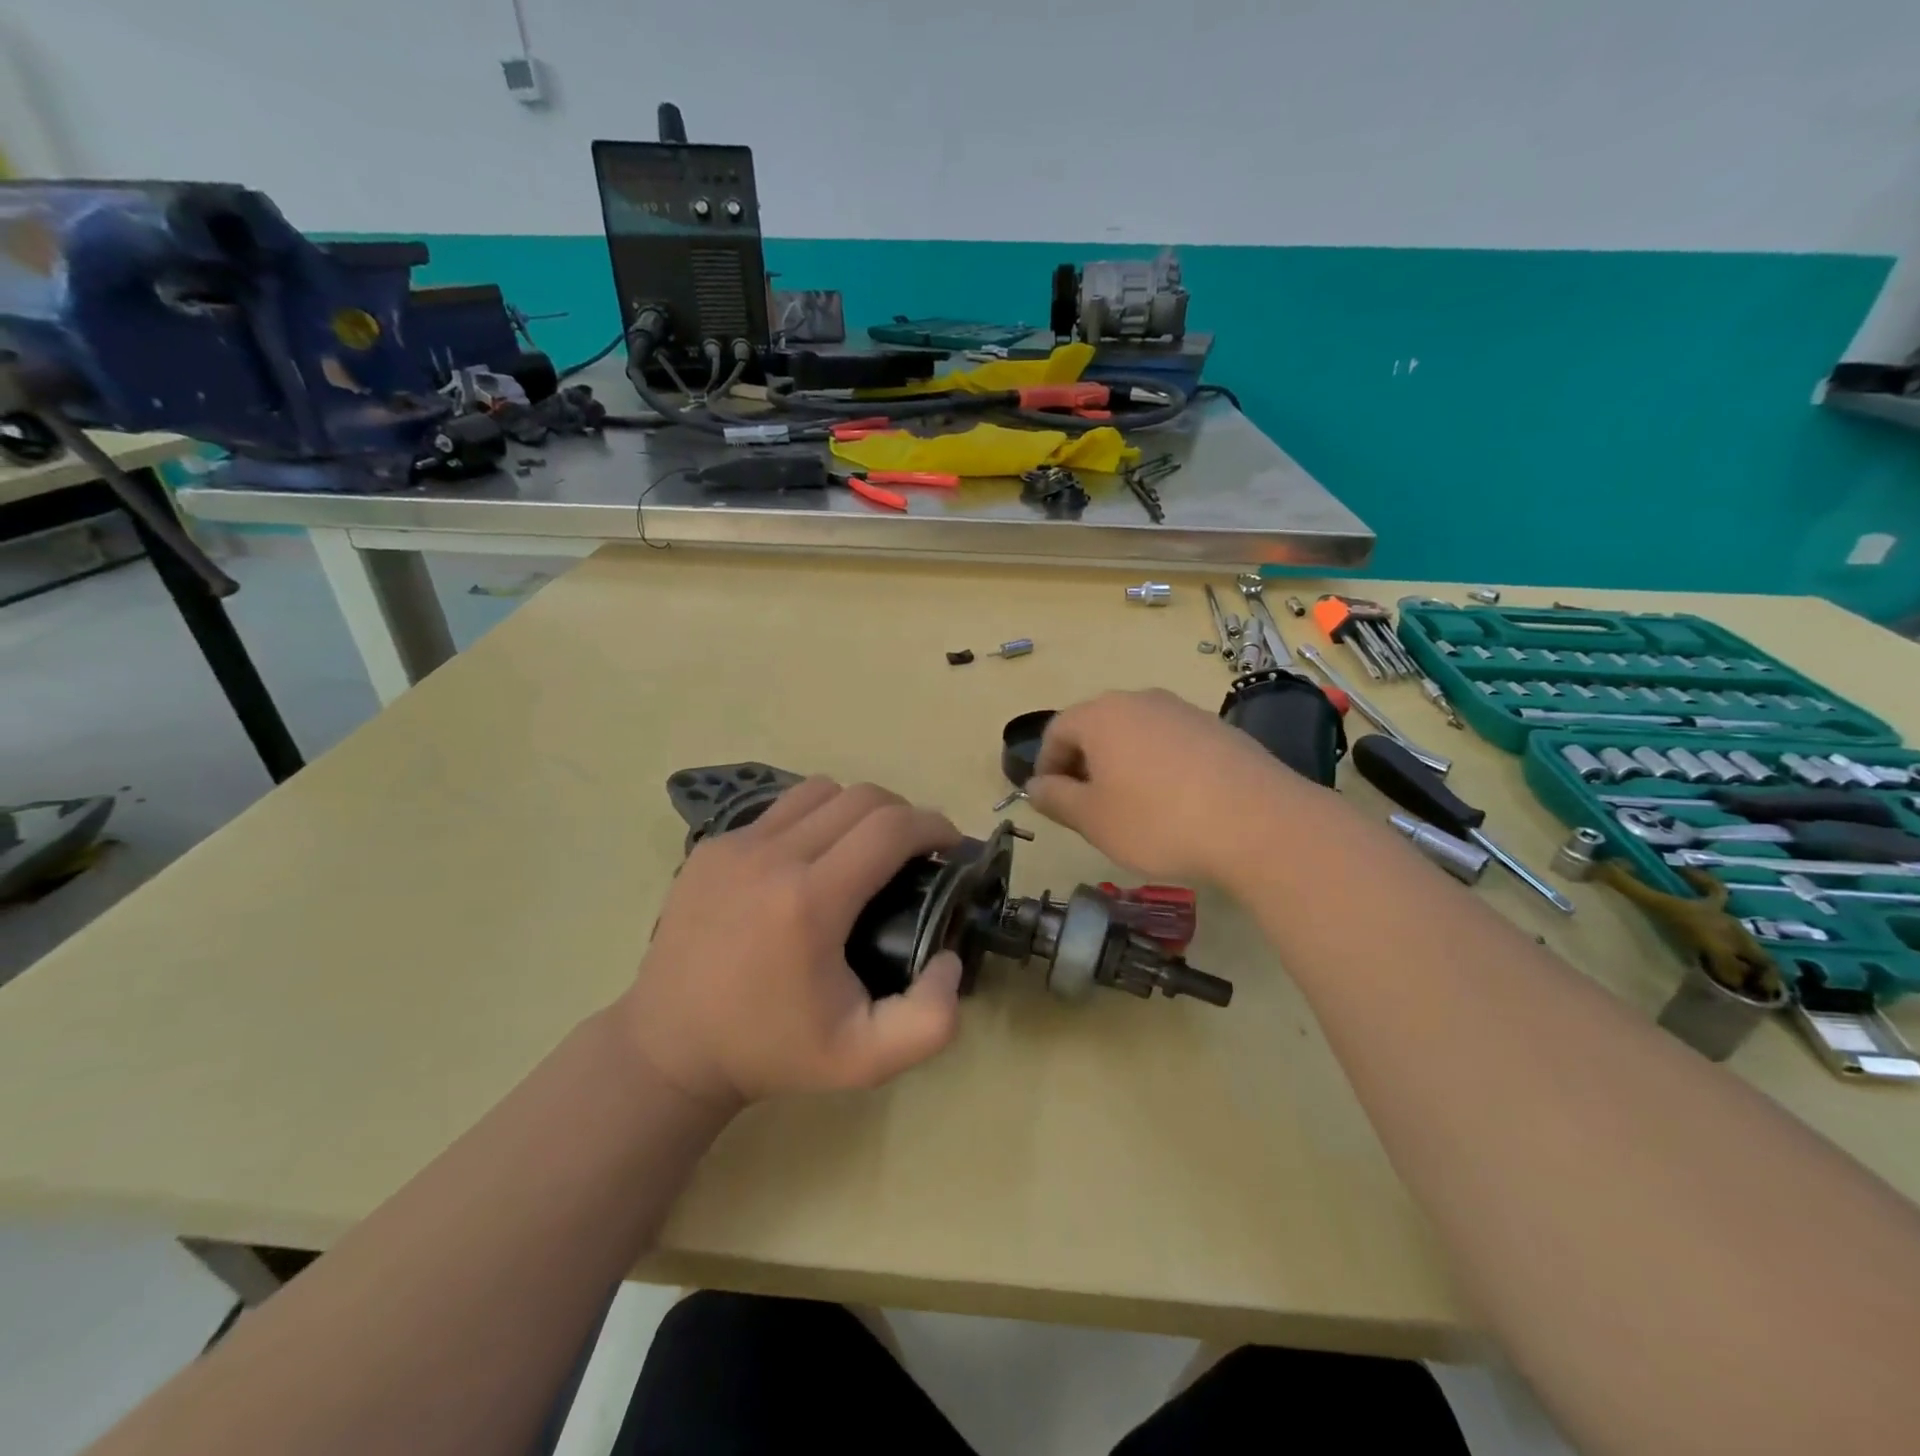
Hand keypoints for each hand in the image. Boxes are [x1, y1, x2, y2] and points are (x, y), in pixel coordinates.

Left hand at [619, 779, 964, 1108]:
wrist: (671, 1048)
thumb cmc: (772, 1051)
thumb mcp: (866, 1059)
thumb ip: (931, 1020)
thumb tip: (952, 958)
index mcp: (812, 902)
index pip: (891, 827)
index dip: (934, 826)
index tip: (952, 846)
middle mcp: (772, 856)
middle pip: (862, 797)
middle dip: (904, 814)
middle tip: (915, 853)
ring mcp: (736, 845)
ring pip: (820, 791)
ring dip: (857, 810)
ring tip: (864, 848)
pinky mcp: (711, 846)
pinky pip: (780, 809)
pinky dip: (813, 820)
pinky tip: (812, 859)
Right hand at [1026, 688, 1302, 881]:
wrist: (1259, 823)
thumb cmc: (1158, 821)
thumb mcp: (1093, 819)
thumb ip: (1055, 799)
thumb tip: (1037, 786)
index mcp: (1102, 715)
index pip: (1057, 731)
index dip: (1046, 766)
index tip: (1051, 800)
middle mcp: (1141, 701)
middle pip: (1097, 727)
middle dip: (1085, 764)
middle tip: (1089, 807)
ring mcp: (1184, 711)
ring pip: (1136, 734)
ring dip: (1123, 765)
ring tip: (1133, 807)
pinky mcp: (1218, 729)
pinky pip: (1172, 743)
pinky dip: (1160, 766)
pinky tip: (1176, 803)